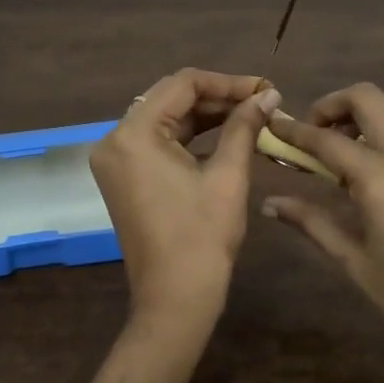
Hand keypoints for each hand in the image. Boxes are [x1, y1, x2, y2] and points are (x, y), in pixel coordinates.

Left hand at [90, 69, 280, 324]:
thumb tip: (269, 94)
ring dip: (207, 116)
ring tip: (251, 117)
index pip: (182, 84)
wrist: (175, 299)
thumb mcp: (227, 176)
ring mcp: (116, 160)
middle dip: (218, 98)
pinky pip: (158, 143)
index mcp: (133, 134)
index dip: (228, 82)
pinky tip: (226, 136)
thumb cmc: (202, 238)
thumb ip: (244, 126)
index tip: (265, 89)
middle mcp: (114, 140)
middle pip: (171, 99)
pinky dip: (191, 138)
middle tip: (262, 102)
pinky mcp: (124, 177)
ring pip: (166, 120)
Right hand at [262, 84, 383, 382]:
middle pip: (367, 97)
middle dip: (332, 104)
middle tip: (312, 134)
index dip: (295, 131)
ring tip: (342, 143)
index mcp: (379, 180)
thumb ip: (311, 222)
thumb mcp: (353, 260)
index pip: (327, 140)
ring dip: (364, 109)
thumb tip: (271, 203)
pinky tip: (368, 161)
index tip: (273, 126)